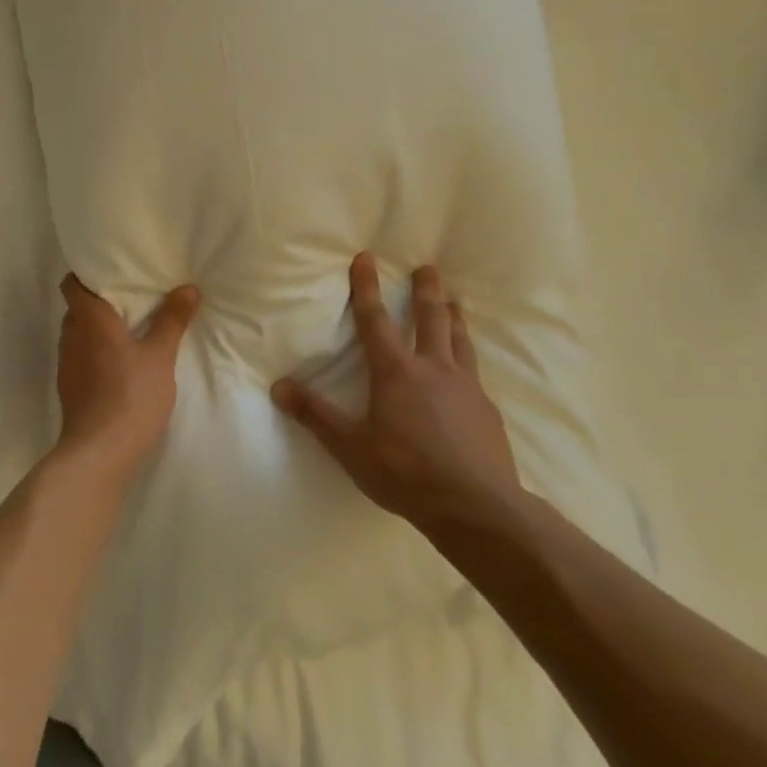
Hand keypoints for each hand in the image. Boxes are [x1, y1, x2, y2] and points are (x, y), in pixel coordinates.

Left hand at [55, 275, 200, 471]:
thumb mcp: (160, 356)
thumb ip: (172, 320)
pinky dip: (97, 352)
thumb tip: (187, 287)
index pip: (72, 284)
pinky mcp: (69, 388)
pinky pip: (81, 357)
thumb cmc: (130, 396)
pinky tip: (120, 363)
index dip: (86, 274)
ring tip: (130, 328)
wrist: (99, 453)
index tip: (112, 270)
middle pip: (78, 308)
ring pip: (80, 334)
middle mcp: (71, 336)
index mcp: (88, 319)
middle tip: (131, 297)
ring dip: (99, 329)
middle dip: (100, 301)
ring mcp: (66, 364)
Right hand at [273, 254, 520, 533]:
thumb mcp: (351, 448)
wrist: (477, 507)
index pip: (376, 321)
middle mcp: (433, 369)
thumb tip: (278, 386)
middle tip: (427, 268)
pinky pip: (475, 370)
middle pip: (431, 318)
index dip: (367, 288)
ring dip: (454, 315)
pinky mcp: (487, 408)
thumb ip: (316, 415)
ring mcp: (466, 386)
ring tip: (453, 301)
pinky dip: (467, 354)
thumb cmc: (406, 473)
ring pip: (459, 339)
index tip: (366, 258)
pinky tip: (468, 367)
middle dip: (426, 290)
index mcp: (396, 373)